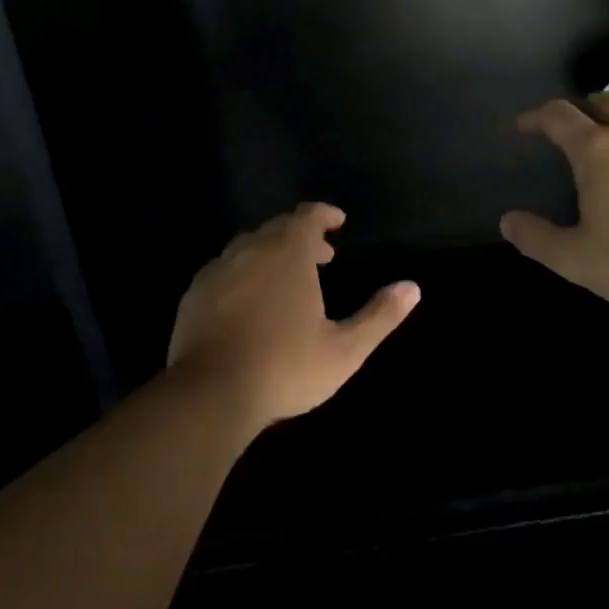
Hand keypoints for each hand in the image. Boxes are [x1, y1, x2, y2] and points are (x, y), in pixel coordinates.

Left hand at [167, 203, 419, 428]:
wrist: (210, 393)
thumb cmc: (285, 367)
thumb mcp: (344, 349)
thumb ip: (379, 316)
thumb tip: (413, 287)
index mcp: (288, 252)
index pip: (307, 216)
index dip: (324, 215)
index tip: (338, 222)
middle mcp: (251, 248)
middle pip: (278, 228)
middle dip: (301, 236)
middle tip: (320, 256)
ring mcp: (219, 268)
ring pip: (249, 245)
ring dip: (271, 252)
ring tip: (285, 277)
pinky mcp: (195, 292)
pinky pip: (224, 268)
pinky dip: (243, 272)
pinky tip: (247, 300)